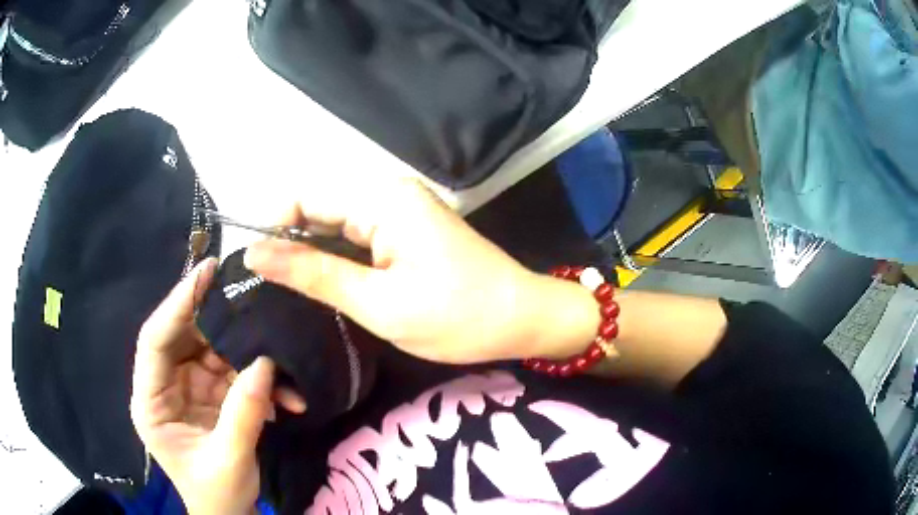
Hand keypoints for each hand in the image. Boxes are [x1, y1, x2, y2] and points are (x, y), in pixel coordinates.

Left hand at [130, 259, 305, 514]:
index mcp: (150, 402)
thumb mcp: (229, 460)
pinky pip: (233, 373)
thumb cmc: (217, 494)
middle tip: (248, 295)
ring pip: (211, 351)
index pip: (155, 341)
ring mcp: (189, 389)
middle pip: (184, 337)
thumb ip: (244, 413)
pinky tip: (286, 396)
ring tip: (276, 348)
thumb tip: (265, 362)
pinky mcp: (211, 395)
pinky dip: (259, 379)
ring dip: (245, 352)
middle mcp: (164, 386)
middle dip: (216, 320)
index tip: (206, 273)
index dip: (177, 304)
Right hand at [244, 178, 598, 364]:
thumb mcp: (378, 303)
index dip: (272, 229)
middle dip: (290, 244)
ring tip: (292, 292)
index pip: (304, 197)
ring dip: (311, 254)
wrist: (523, 319)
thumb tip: (254, 253)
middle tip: (270, 291)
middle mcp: (388, 192)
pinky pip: (356, 235)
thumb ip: (313, 274)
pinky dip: (336, 257)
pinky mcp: (406, 229)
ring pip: (335, 223)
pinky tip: (325, 285)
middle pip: (318, 208)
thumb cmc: (458, 317)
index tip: (255, 271)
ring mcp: (399, 209)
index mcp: (382, 198)